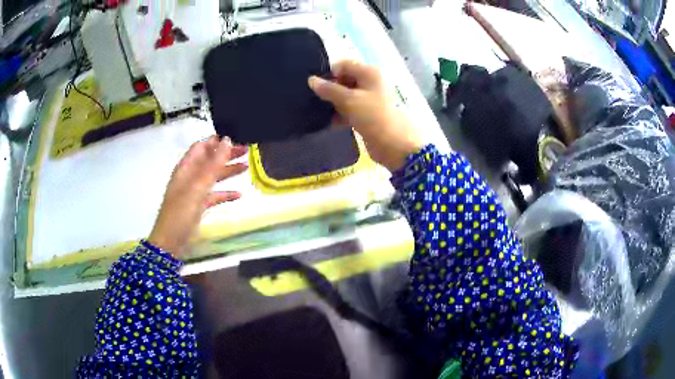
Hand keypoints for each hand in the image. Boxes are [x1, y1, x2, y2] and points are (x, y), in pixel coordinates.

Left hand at [148, 136, 247, 256]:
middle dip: (226, 154)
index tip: (235, 137)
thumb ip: (213, 164)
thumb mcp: (197, 186)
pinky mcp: (199, 206)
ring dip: (228, 171)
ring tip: (246, 166)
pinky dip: (226, 193)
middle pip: (210, 160)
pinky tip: (239, 195)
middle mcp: (190, 176)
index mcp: (186, 168)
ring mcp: (195, 191)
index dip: (216, 141)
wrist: (171, 241)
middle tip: (246, 150)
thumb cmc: (181, 211)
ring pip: (213, 177)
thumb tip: (227, 140)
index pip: (201, 147)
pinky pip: (214, 195)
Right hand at [308, 60, 422, 171]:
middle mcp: (370, 82)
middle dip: (330, 89)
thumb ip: (329, 89)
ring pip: (347, 96)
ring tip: (319, 112)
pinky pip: (351, 109)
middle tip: (316, 100)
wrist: (394, 145)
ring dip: (334, 103)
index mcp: (369, 73)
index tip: (316, 87)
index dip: (330, 73)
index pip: (344, 65)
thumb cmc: (372, 116)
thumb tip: (311, 80)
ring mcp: (370, 99)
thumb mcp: (349, 100)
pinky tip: (330, 122)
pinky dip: (341, 114)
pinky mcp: (368, 114)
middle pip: (345, 80)